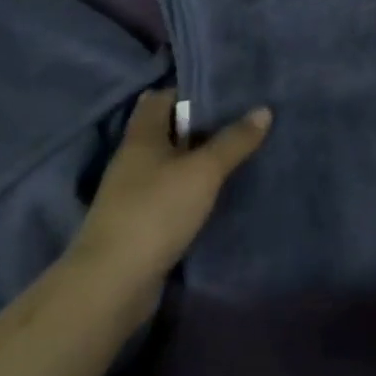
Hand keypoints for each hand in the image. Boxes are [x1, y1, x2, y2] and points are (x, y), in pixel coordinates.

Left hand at [68, 88, 270, 289]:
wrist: (112, 286)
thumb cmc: (156, 211)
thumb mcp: (203, 170)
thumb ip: (234, 141)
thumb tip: (264, 109)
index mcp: (142, 136)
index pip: (161, 97)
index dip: (189, 90)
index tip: (224, 89)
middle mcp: (134, 160)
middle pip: (168, 131)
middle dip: (199, 125)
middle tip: (241, 117)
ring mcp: (134, 194)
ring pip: (171, 164)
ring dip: (197, 160)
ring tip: (237, 151)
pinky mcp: (140, 224)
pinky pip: (171, 195)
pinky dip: (192, 190)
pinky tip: (217, 192)